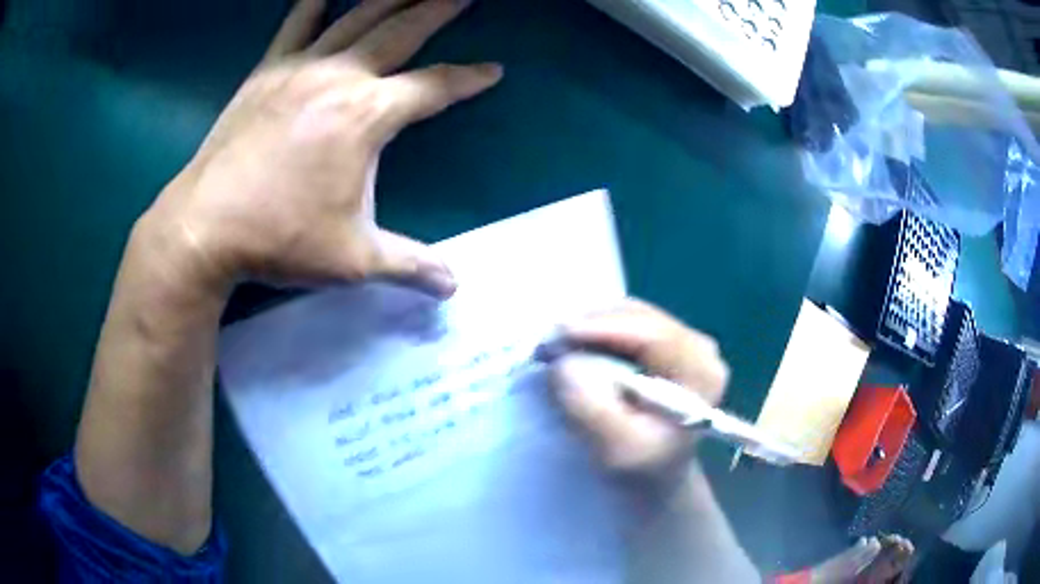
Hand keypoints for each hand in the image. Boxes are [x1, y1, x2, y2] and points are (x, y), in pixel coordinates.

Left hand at [139, 0, 501, 296]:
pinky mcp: (266, 72)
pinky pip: (295, 25)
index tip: (493, 70)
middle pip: (402, 29)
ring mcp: (299, 68)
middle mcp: (340, 77)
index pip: (434, 87)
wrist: (203, 228)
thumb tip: (453, 287)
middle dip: (439, 7)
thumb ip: (411, 265)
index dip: (468, 79)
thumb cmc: (280, 240)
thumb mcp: (355, 260)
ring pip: (356, 16)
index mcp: (368, 116)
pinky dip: (313, 3)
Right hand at [548, 299, 729, 474]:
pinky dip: (596, 333)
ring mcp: (682, 341)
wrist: (654, 475)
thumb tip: (564, 364)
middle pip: (640, 317)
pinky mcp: (665, 342)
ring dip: (590, 327)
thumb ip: (591, 409)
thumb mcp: (615, 449)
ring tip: (556, 348)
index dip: (604, 327)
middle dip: (591, 326)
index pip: (653, 333)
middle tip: (547, 344)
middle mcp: (699, 347)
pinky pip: (625, 324)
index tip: (558, 335)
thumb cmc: (640, 468)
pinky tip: (575, 348)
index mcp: (702, 372)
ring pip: (630, 315)